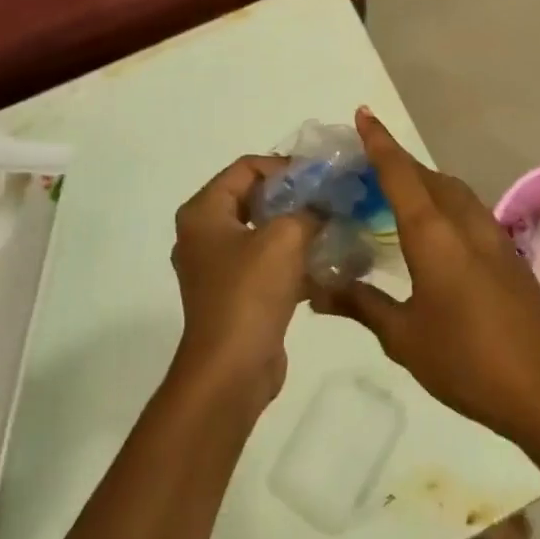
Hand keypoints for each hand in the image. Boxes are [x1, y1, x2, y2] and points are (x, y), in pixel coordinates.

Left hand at [171, 156, 313, 408]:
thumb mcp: (286, 238)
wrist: (231, 372)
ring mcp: (218, 267)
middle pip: (254, 198)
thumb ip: (309, 209)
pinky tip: (328, 262)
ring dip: (298, 229)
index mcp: (204, 212)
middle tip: (331, 199)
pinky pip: (266, 264)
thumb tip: (326, 204)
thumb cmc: (250, 293)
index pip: (246, 168)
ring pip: (263, 232)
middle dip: (295, 197)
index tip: (320, 177)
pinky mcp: (235, 295)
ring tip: (335, 227)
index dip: (284, 166)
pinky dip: (293, 260)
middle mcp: (204, 234)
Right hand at [309, 110, 539, 441]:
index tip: (363, 114)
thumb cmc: (465, 361)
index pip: (400, 174)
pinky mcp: (508, 252)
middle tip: (366, 164)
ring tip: (398, 192)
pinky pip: (468, 208)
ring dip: (425, 181)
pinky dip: (445, 202)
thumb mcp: (403, 337)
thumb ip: (361, 304)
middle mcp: (464, 222)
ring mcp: (492, 235)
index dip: (379, 142)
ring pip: (453, 190)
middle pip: (427, 176)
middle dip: (398, 162)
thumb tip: (317, 288)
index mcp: (433, 234)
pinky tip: (436, 229)